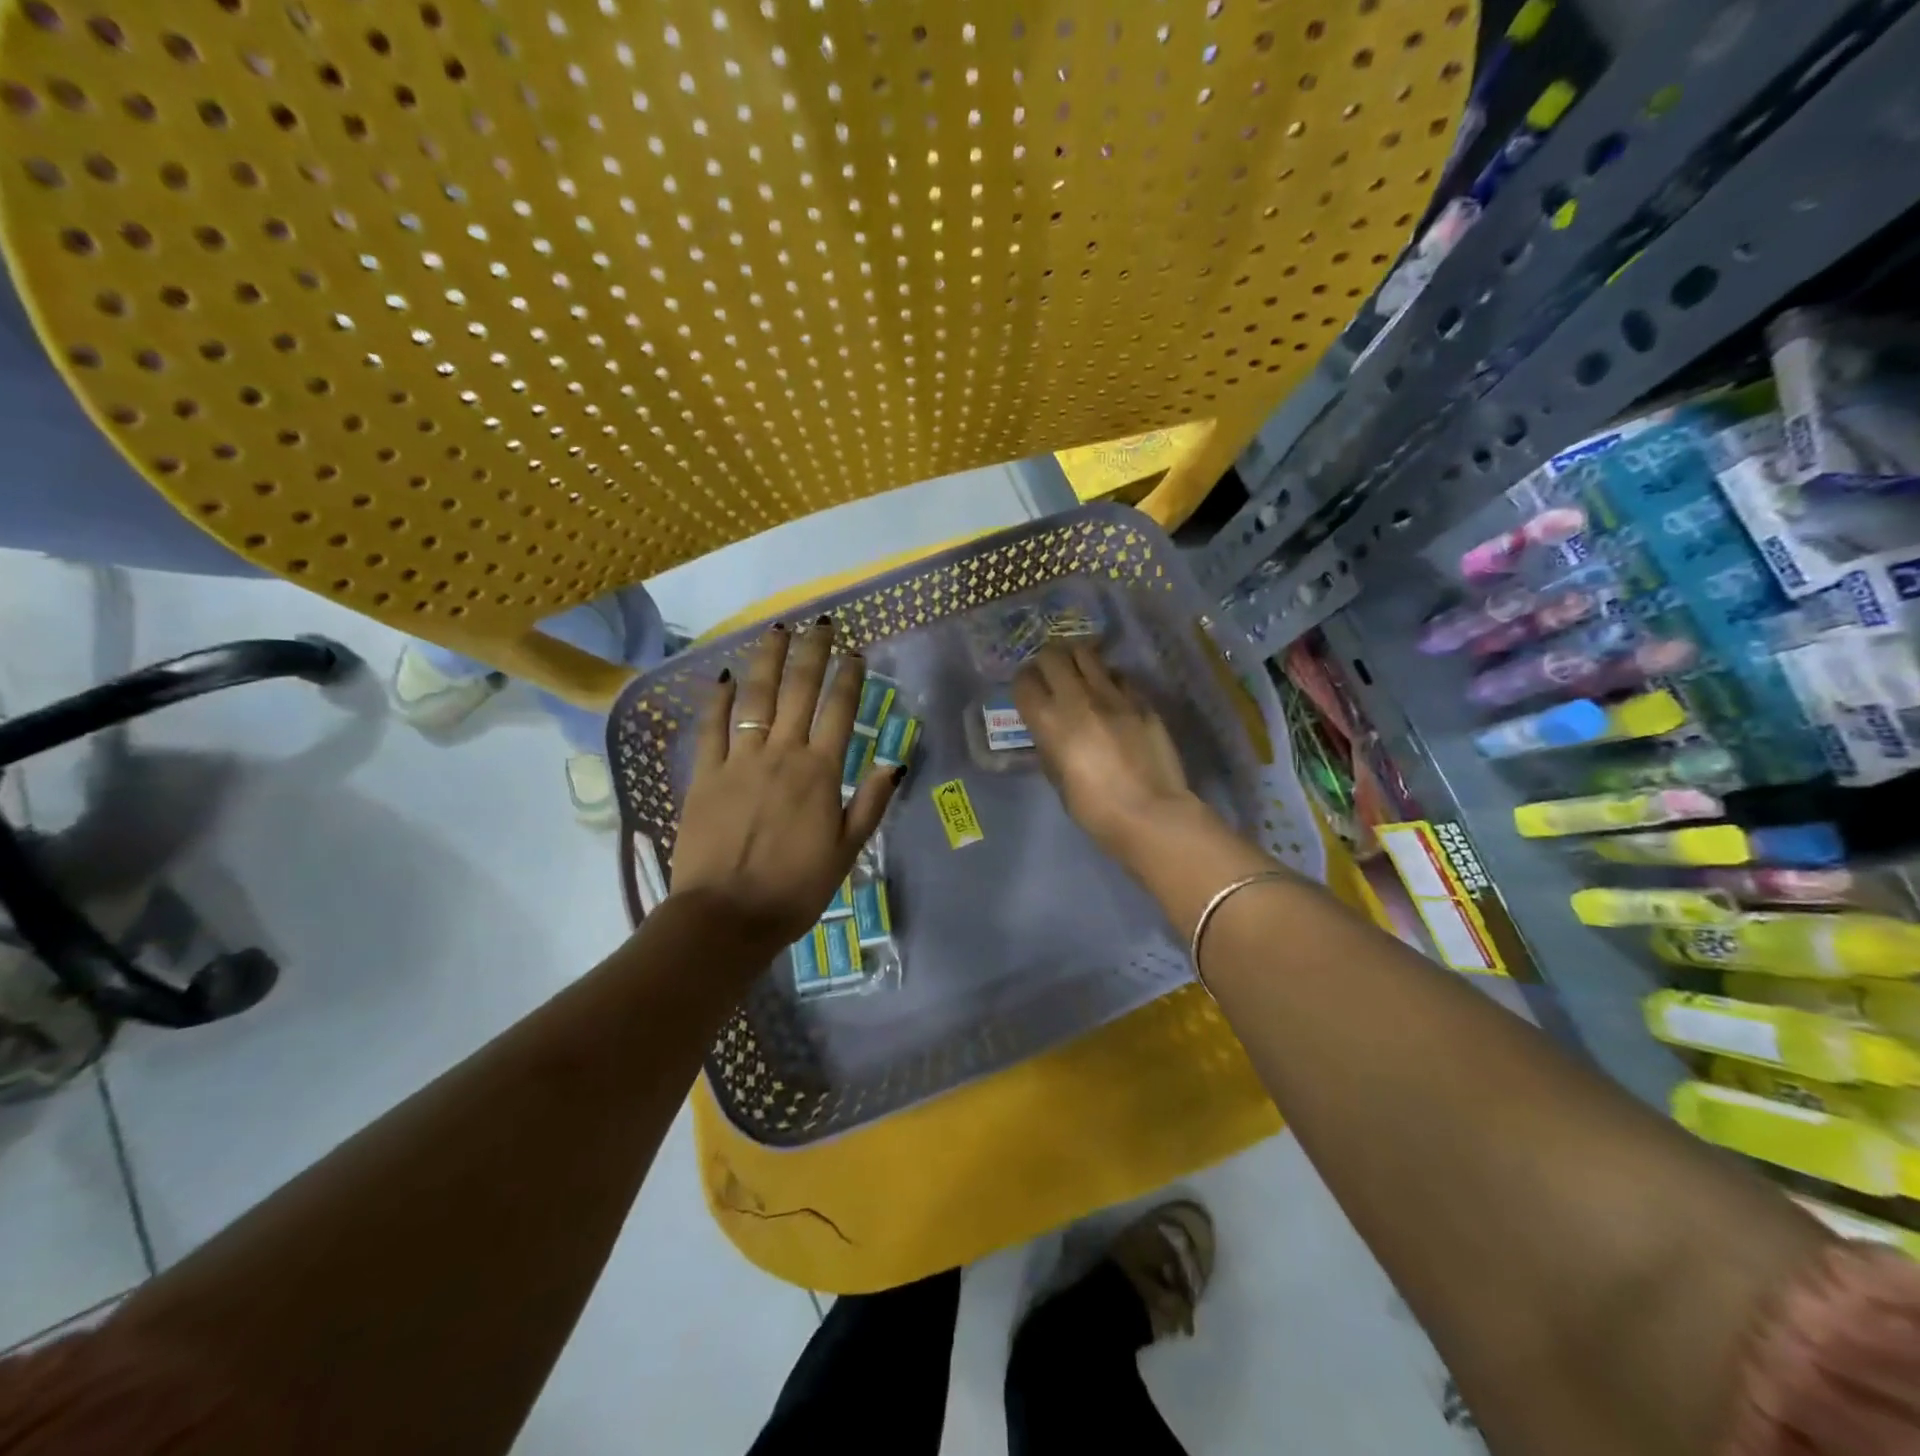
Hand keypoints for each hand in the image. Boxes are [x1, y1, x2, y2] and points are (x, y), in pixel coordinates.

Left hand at [670, 618, 898, 950]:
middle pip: (799, 691)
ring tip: (777, 629)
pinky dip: (718, 699)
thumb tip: (893, 761)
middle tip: (820, 623)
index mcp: (820, 772)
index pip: (839, 711)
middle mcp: (782, 754)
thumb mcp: (847, 851)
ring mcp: (739, 760)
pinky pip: (712, 727)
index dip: (849, 678)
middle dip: (812, 653)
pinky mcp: (705, 774)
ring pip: (756, 698)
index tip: (855, 652)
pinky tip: (725, 675)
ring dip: (768, 660)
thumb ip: (869, 803)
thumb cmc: (796, 888)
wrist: (727, 915)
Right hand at [1012, 644, 1204, 861]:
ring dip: (1077, 661)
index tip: (1028, 693)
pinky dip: (1109, 679)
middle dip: (1047, 663)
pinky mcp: (1141, 700)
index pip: (1024, 682)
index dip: (1023, 684)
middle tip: (1051, 677)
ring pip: (1087, 654)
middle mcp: (1077, 698)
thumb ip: (1050, 745)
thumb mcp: (1058, 779)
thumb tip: (1050, 730)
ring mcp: (1113, 695)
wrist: (1152, 814)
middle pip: (1052, 656)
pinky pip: (1118, 675)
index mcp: (1049, 721)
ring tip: (1080, 675)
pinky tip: (1112, 695)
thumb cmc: (1095, 809)